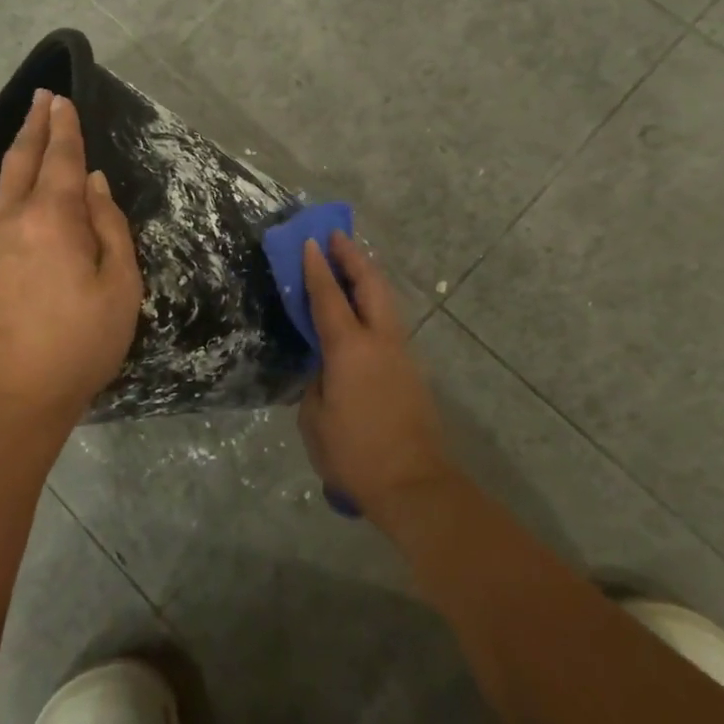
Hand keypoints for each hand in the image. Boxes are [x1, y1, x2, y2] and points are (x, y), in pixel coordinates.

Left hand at [0, 90, 141, 437]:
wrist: (9, 395)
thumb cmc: (78, 342)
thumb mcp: (119, 286)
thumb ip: (109, 228)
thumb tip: (94, 185)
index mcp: (52, 218)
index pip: (61, 159)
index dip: (65, 129)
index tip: (63, 100)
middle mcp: (15, 219)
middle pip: (23, 160)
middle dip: (35, 126)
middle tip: (43, 98)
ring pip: (6, 181)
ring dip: (21, 150)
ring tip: (32, 130)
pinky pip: (0, 203)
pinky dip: (13, 179)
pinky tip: (21, 184)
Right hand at [297, 232, 451, 521]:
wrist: (414, 485)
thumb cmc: (355, 454)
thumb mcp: (315, 419)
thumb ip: (316, 384)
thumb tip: (325, 370)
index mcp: (350, 349)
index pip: (329, 297)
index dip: (316, 268)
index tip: (309, 242)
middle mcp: (381, 341)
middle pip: (370, 284)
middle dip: (353, 257)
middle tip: (336, 238)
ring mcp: (402, 354)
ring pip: (386, 301)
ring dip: (368, 277)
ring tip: (351, 265)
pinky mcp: (412, 371)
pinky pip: (390, 323)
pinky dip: (375, 304)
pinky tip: (363, 311)